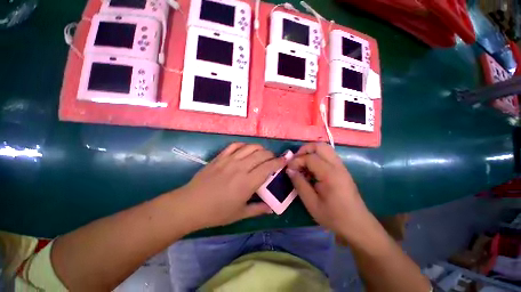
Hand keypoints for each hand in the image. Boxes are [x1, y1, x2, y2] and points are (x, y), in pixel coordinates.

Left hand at [175, 143, 285, 229]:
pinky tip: (246, 150)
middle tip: (272, 160)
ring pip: (250, 147)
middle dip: (271, 155)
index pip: (268, 167)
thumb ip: (258, 209)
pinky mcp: (220, 157)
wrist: (191, 205)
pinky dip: (244, 145)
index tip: (284, 161)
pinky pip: (235, 145)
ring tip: (262, 154)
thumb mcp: (240, 214)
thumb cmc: (216, 212)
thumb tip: (271, 208)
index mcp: (247, 182)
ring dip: (260, 148)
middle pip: (262, 154)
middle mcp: (241, 167)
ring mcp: (229, 160)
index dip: (279, 162)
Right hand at [286, 143, 370, 237]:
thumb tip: (289, 170)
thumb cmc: (333, 217)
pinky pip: (328, 155)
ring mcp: (341, 166)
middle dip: (304, 149)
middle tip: (296, 161)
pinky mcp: (342, 169)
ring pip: (325, 148)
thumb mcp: (311, 203)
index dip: (297, 161)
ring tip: (302, 164)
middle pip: (320, 146)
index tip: (289, 169)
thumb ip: (299, 184)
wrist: (357, 224)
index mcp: (330, 174)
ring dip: (311, 152)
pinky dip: (317, 157)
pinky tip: (311, 169)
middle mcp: (337, 166)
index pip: (310, 157)